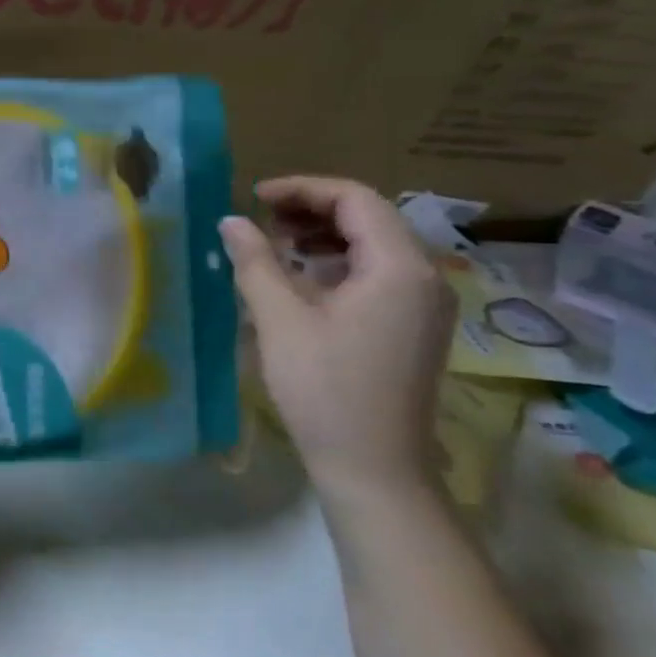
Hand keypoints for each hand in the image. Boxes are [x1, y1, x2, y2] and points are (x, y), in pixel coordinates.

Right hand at [219, 177, 454, 510]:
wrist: (373, 467)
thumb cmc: (325, 389)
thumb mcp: (281, 319)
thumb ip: (256, 262)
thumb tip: (231, 221)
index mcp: (399, 268)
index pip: (355, 199)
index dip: (302, 189)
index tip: (254, 197)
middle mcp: (424, 277)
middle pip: (369, 217)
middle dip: (312, 210)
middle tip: (261, 220)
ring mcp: (424, 303)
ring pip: (375, 245)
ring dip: (325, 235)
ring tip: (276, 247)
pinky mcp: (415, 325)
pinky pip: (379, 274)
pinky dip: (339, 263)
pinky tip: (303, 280)